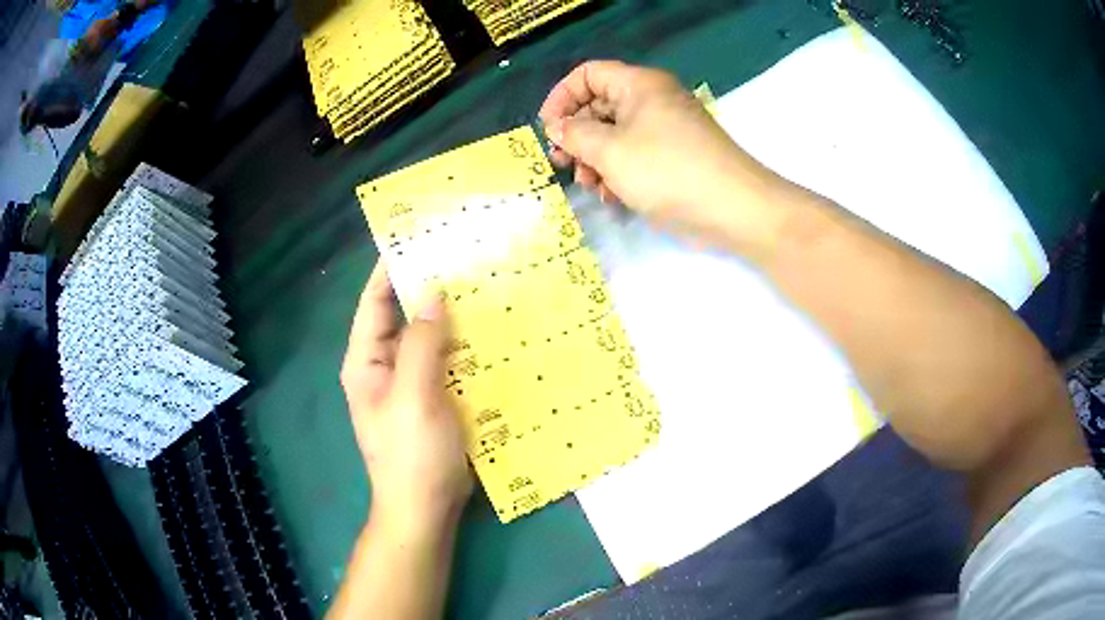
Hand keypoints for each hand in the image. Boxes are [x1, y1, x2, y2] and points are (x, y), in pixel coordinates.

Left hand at [341, 264, 472, 533]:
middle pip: (405, 317)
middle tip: (464, 258)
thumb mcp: (414, 395)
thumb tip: (434, 295)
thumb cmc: (412, 453)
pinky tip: (492, 333)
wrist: (426, 507)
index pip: (375, 302)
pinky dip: (466, 347)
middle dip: (430, 290)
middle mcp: (385, 366)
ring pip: (431, 339)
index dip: (391, 269)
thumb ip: (422, 343)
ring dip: (453, 318)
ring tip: (484, 286)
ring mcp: (411, 384)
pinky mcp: (435, 399)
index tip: (419, 237)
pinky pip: (449, 362)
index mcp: (367, 360)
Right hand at [539, 60, 789, 256]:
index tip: (548, 129)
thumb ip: (576, 135)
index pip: (588, 74)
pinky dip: (619, 172)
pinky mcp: (674, 157)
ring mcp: (666, 129)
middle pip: (600, 106)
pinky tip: (612, 197)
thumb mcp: (610, 151)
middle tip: (564, 164)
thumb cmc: (667, 170)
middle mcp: (652, 100)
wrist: (733, 209)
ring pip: (616, 134)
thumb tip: (557, 127)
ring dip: (595, 159)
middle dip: (577, 135)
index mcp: (639, 85)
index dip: (561, 97)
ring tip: (590, 186)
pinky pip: (636, 155)